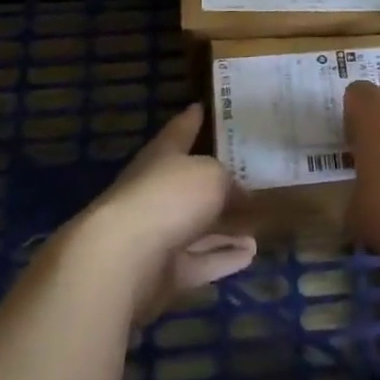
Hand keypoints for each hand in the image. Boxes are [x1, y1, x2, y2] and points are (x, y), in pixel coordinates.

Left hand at [79, 104, 257, 322]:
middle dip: (217, 183)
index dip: (191, 119)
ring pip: (198, 227)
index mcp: (161, 156)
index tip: (201, 106)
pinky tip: (250, 253)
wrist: (121, 262)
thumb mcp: (211, 176)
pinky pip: (200, 260)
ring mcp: (158, 234)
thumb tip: (239, 195)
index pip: (179, 131)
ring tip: (258, 224)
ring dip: (226, 227)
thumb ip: (227, 182)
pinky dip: (223, 257)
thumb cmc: (167, 198)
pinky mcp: (163, 272)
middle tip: (249, 178)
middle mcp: (157, 191)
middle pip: (190, 184)